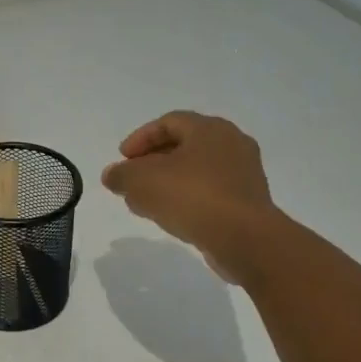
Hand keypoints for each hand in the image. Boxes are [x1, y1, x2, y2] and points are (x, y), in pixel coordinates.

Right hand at [101, 111, 276, 283]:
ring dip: (168, 182)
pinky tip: (171, 217)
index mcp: (209, 129)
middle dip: (153, 162)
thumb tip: (112, 175)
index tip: (123, 159)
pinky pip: (211, 192)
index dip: (141, 138)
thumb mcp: (142, 182)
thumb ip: (121, 175)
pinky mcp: (248, 202)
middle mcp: (232, 144)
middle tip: (133, 179)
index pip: (169, 122)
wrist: (245, 239)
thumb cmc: (192, 197)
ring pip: (197, 170)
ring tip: (146, 202)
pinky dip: (188, 198)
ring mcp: (244, 174)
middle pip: (184, 145)